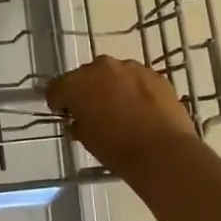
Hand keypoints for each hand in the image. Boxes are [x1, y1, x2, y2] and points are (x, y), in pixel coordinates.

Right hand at [46, 55, 197, 182]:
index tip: (63, 113)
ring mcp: (131, 68)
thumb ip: (78, 123)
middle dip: (85, 91)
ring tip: (119, 109)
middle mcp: (101, 67)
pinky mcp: (155, 75)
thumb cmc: (117, 149)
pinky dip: (134, 90)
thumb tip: (79, 120)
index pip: (56, 87)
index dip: (58, 101)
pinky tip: (141, 109)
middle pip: (85, 76)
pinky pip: (136, 80)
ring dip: (111, 87)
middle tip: (91, 111)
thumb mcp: (87, 139)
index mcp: (77, 83)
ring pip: (113, 74)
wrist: (164, 153)